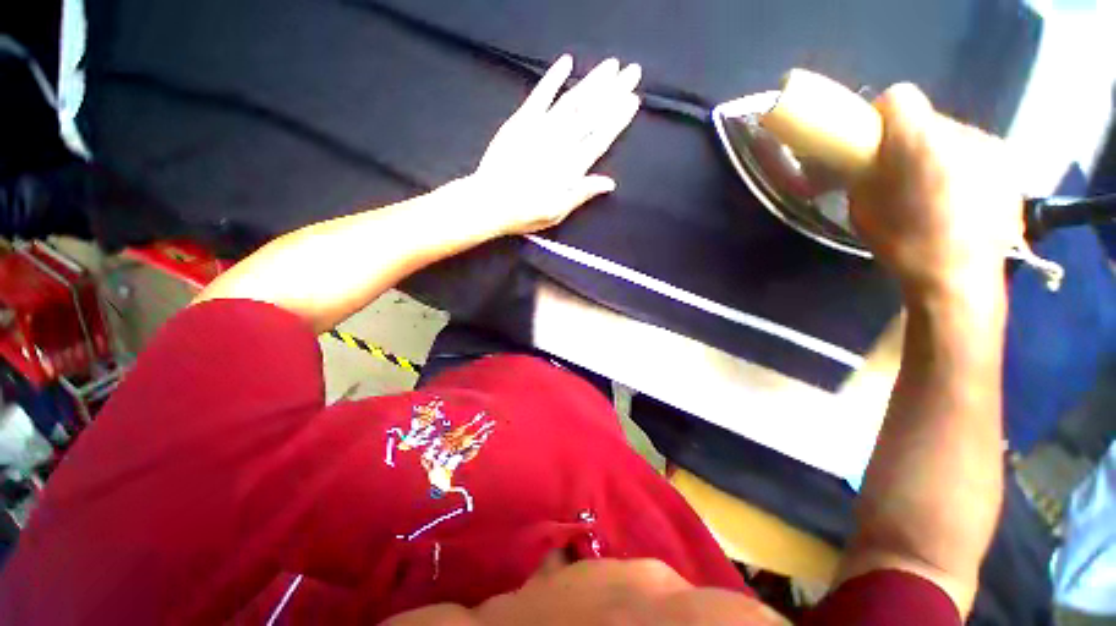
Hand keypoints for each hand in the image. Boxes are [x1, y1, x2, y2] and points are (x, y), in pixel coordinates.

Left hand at [469, 55, 641, 235]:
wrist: (489, 202)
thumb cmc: (525, 213)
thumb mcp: (557, 212)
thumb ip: (582, 193)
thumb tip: (610, 183)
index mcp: (571, 168)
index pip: (600, 138)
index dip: (617, 118)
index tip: (632, 100)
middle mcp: (560, 144)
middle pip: (592, 114)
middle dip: (614, 91)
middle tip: (633, 71)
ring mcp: (540, 129)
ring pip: (572, 101)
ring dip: (593, 81)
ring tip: (612, 65)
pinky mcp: (521, 121)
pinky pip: (540, 95)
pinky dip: (552, 78)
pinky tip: (566, 62)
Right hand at [849, 84, 1023, 300]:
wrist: (957, 278)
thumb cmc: (902, 242)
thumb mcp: (861, 208)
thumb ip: (865, 173)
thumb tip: (868, 161)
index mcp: (918, 140)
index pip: (899, 95)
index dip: (884, 115)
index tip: (875, 141)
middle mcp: (961, 132)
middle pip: (930, 119)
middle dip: (913, 140)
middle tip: (902, 175)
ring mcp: (991, 148)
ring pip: (956, 137)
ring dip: (940, 154)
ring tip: (934, 191)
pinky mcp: (1010, 168)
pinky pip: (978, 156)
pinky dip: (965, 169)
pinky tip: (959, 200)